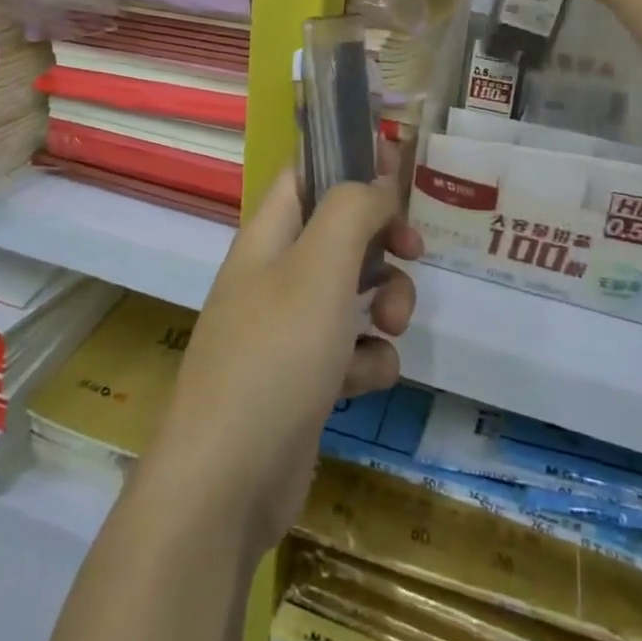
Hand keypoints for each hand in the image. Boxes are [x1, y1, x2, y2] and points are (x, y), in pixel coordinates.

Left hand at [136, 175, 420, 555]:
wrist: (228, 479)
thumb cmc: (276, 354)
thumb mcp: (320, 265)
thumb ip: (352, 210)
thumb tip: (376, 184)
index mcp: (268, 236)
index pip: (305, 173)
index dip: (348, 161)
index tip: (397, 168)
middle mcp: (275, 275)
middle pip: (339, 231)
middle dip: (382, 239)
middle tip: (413, 248)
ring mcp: (287, 330)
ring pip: (352, 292)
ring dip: (385, 301)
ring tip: (391, 324)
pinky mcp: (304, 380)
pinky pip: (351, 351)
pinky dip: (367, 361)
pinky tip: (364, 381)